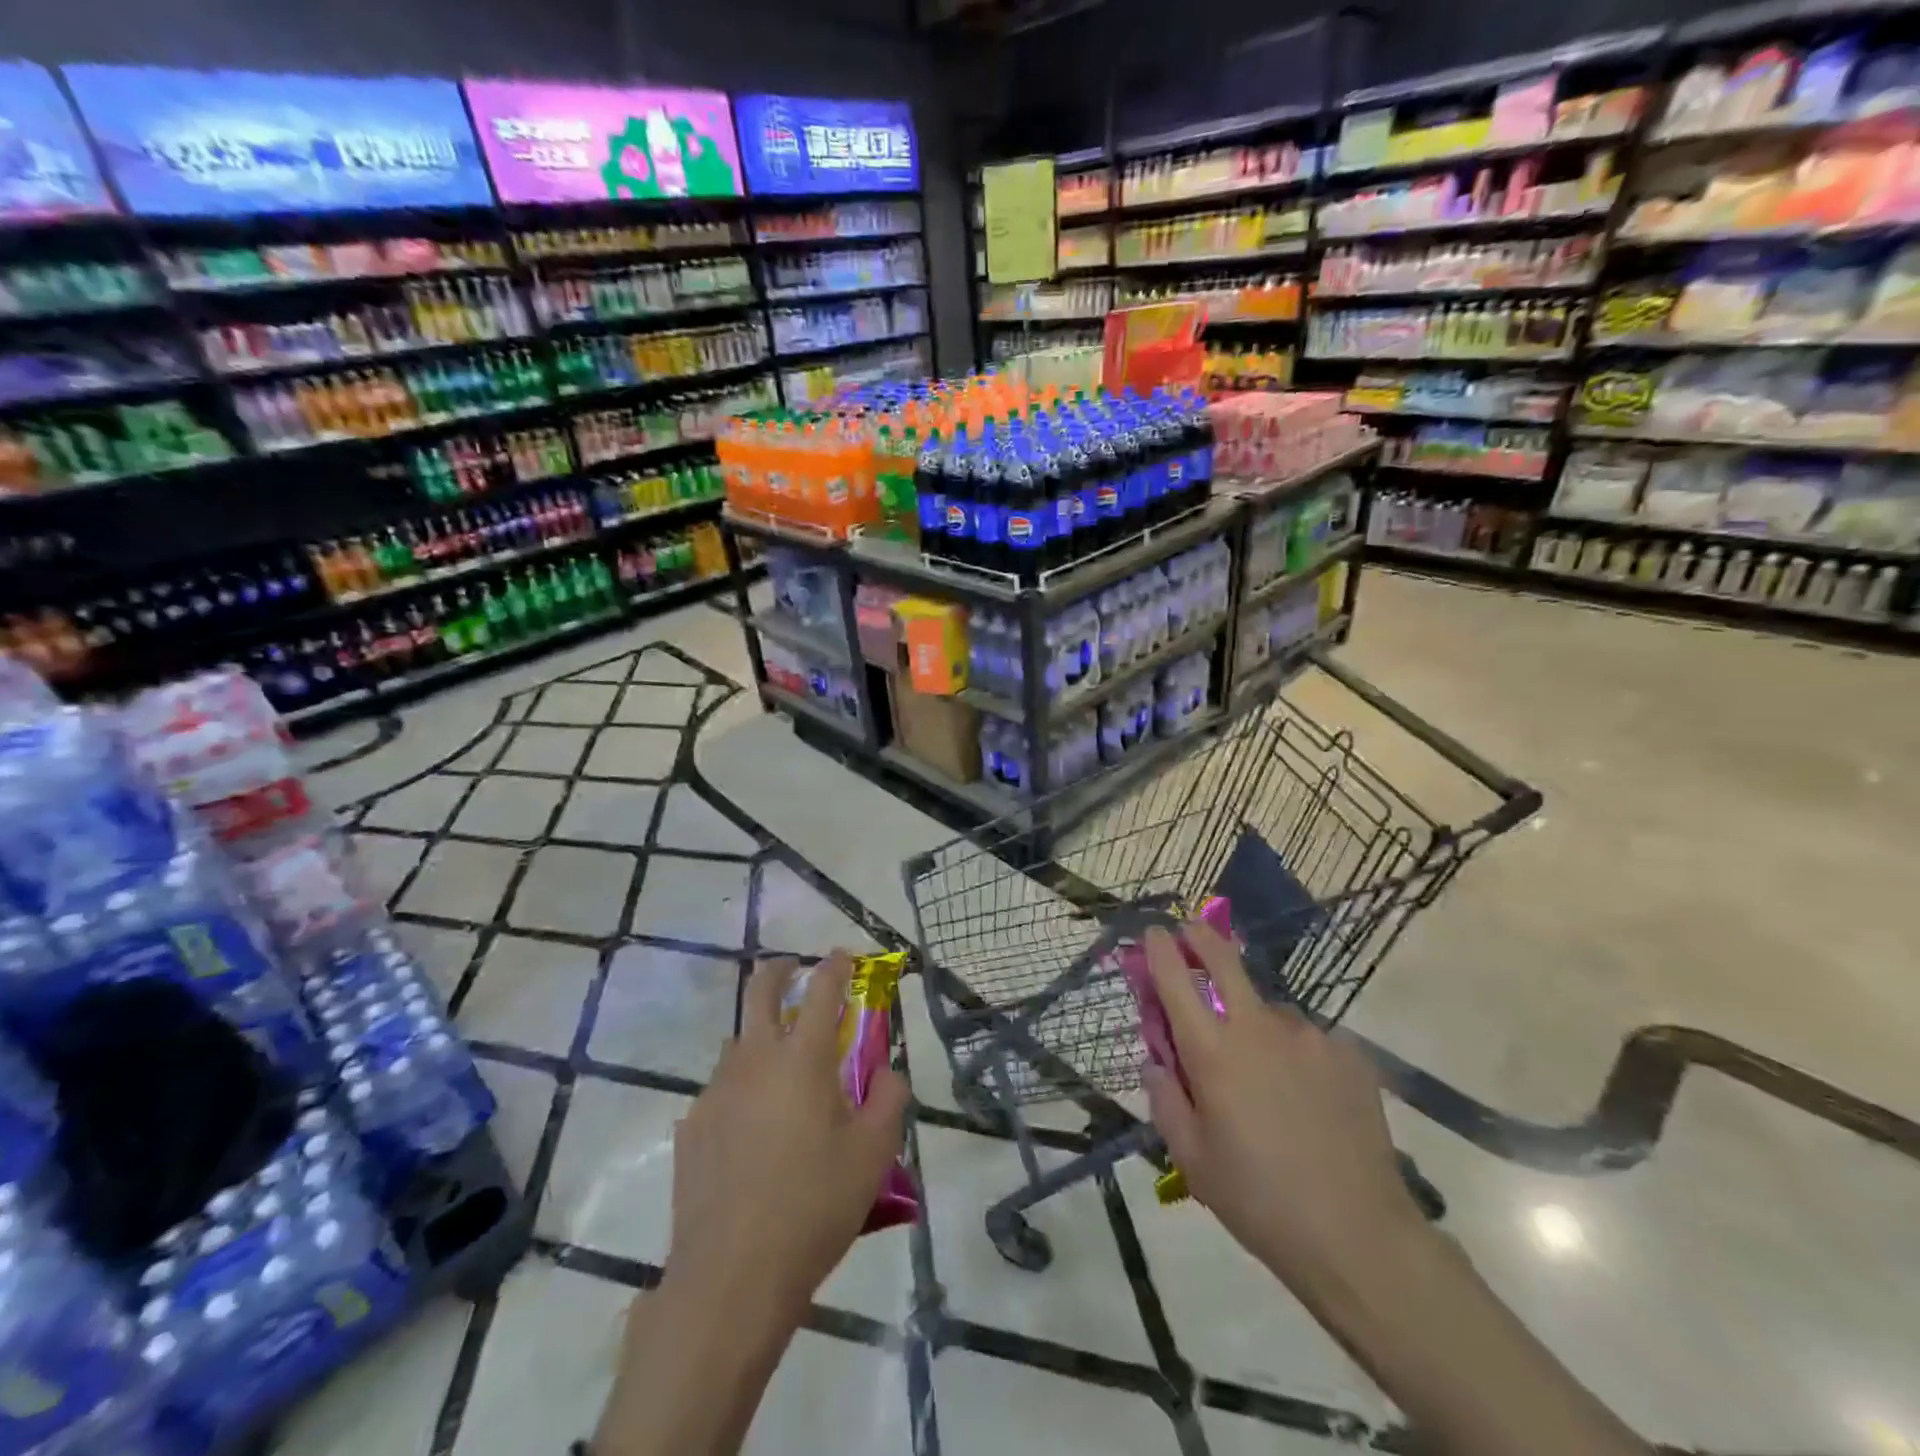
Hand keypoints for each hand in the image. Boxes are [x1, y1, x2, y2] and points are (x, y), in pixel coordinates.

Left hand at [664, 950, 909, 1321]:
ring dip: (759, 1035)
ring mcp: (716, 1092)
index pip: (822, 990)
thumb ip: (889, 1100)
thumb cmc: (813, 1207)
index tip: (843, 956)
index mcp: (802, 1059)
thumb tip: (887, 1073)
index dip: (835, 966)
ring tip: (781, 1066)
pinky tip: (752, 1129)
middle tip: (794, 970)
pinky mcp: (692, 1127)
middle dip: (779, 970)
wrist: (732, 1277)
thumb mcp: (873, 1154)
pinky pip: (720, 1090)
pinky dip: (740, 1088)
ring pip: (737, 1042)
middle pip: (759, 991)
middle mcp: (755, 1060)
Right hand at [1140, 922, 1418, 1294]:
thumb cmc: (1258, 1199)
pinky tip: (1305, 1097)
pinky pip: (1306, 1040)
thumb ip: (1164, 1098)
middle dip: (1200, 937)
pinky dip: (1293, 1053)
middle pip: (1223, 959)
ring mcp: (1308, 1036)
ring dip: (1253, 1020)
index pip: (1174, 977)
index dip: (1160, 947)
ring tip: (1265, 1076)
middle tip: (1190, 932)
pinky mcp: (1347, 1054)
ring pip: (1267, 1009)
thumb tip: (1155, 1060)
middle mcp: (1257, 1027)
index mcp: (1212, 1051)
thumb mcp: (1191, 1158)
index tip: (1154, 932)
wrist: (1359, 1236)